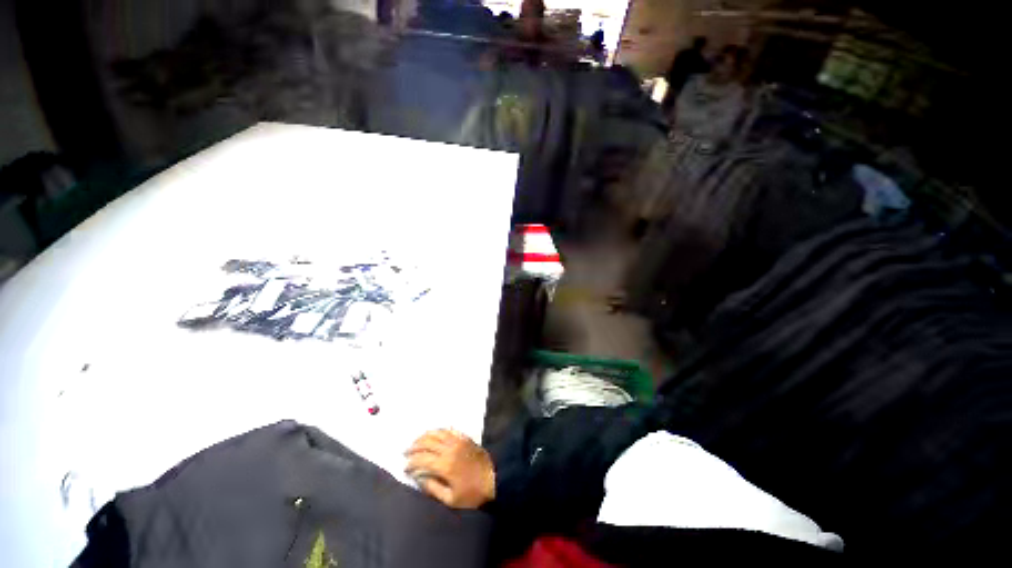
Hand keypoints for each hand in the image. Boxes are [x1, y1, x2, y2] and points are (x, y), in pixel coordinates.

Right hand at [405, 429, 494, 508]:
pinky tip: (434, 434)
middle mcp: (449, 449)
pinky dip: (439, 430)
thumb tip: (420, 479)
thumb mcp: (451, 499)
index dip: (411, 463)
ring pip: (437, 433)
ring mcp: (458, 440)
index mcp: (445, 465)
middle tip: (406, 452)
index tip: (405, 467)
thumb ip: (433, 489)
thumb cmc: (472, 493)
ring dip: (425, 436)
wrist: (494, 478)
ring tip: (416, 441)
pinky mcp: (465, 437)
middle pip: (427, 443)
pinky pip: (449, 430)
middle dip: (414, 447)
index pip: (422, 460)